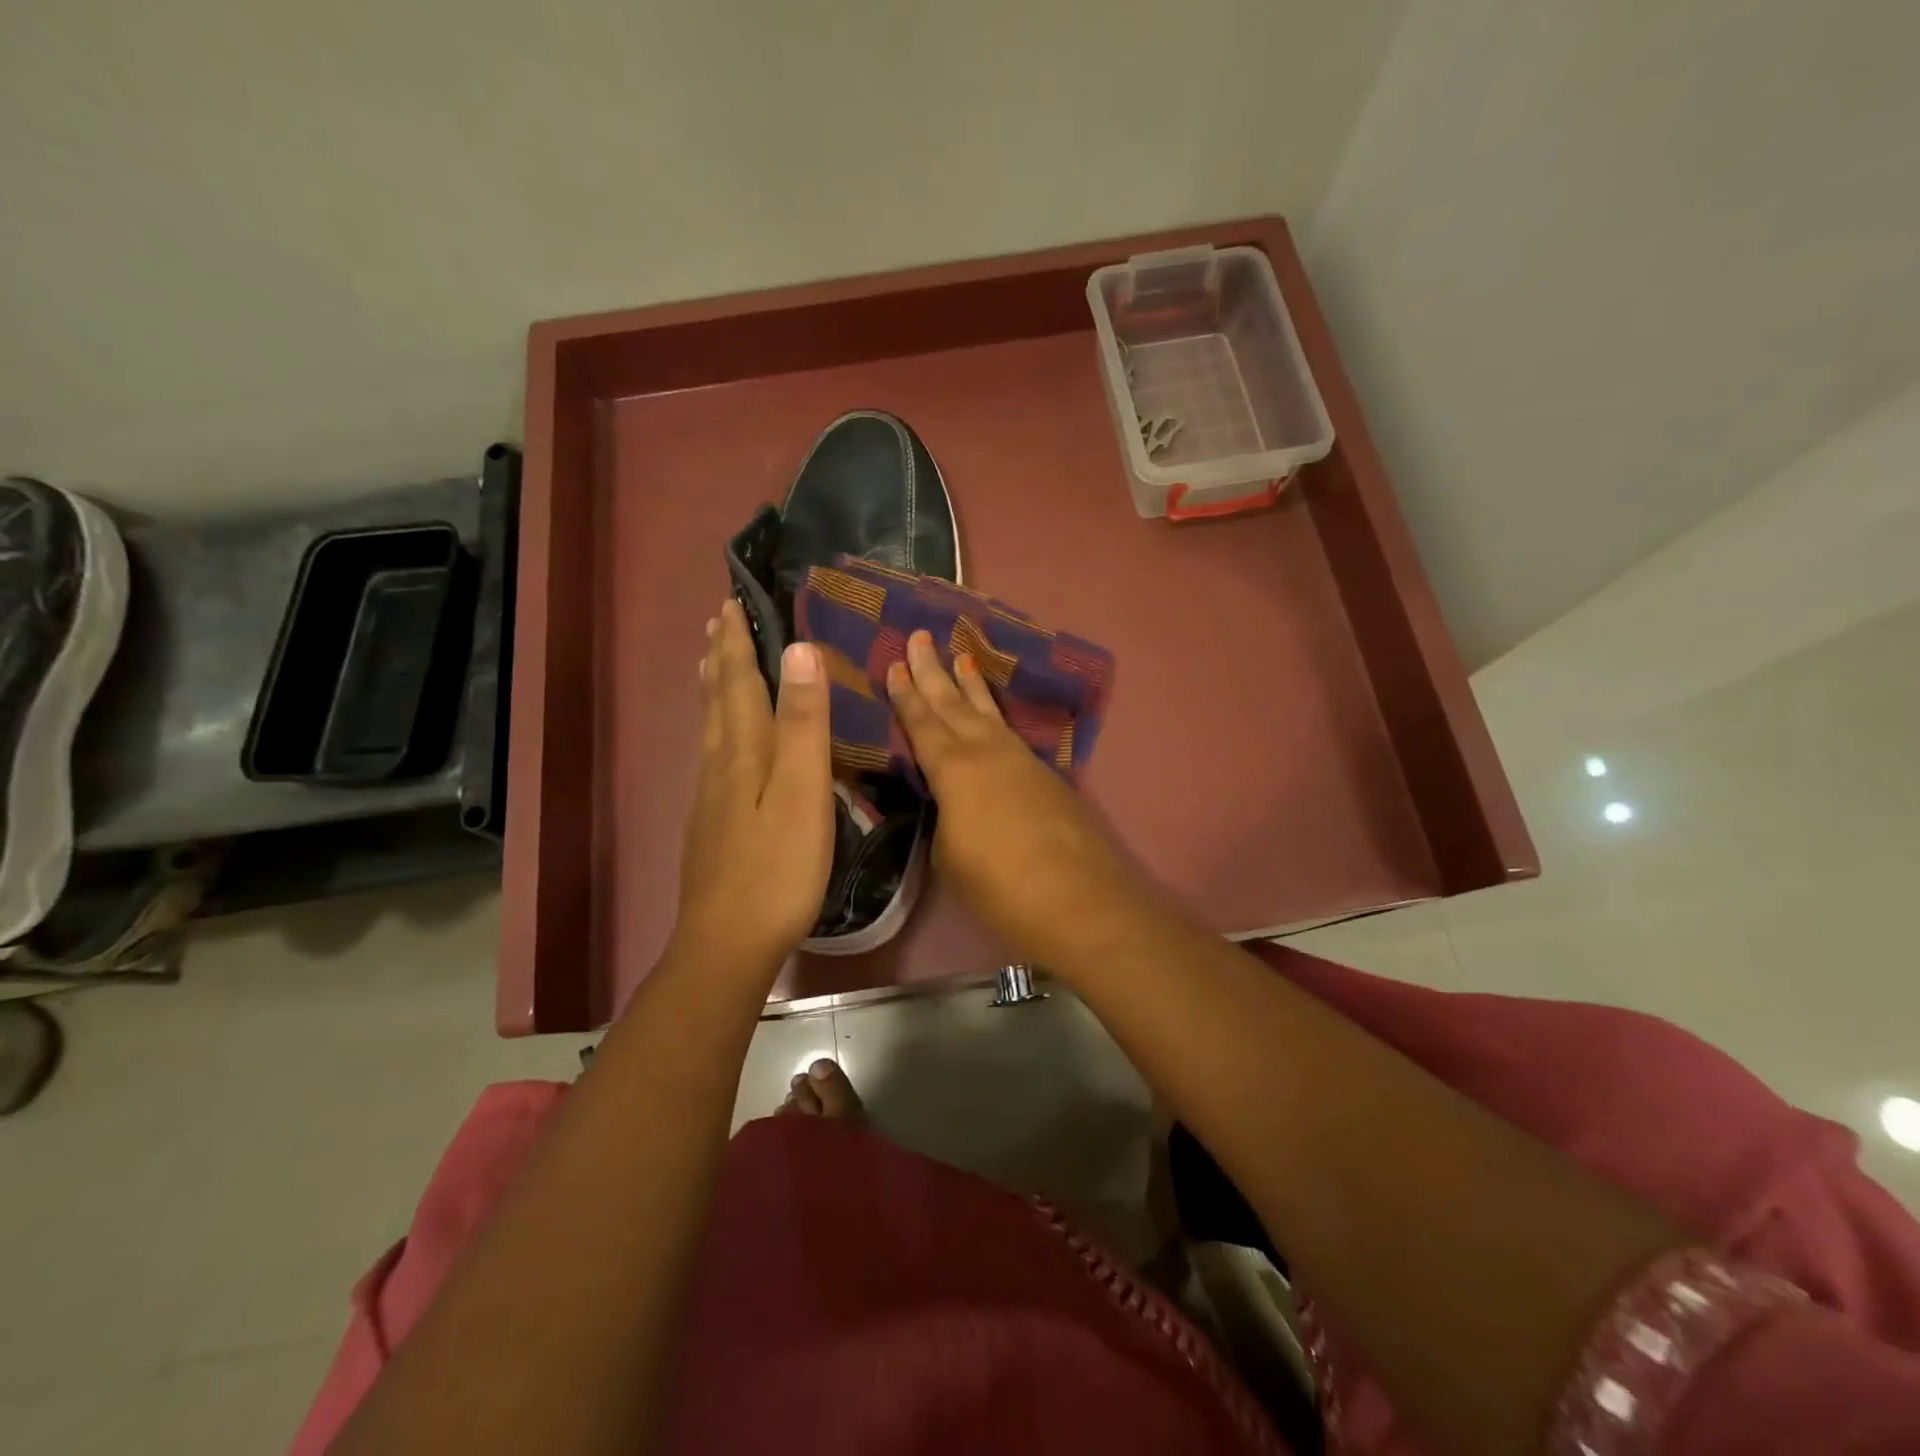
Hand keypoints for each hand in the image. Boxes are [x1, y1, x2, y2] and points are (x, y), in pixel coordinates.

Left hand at [670, 599, 833, 978]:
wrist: (728, 941)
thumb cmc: (778, 867)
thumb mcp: (802, 792)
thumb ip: (803, 724)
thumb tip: (798, 651)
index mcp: (743, 752)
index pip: (740, 683)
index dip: (738, 644)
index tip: (732, 604)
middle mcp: (720, 766)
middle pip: (718, 701)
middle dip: (721, 659)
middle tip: (717, 623)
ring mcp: (711, 798)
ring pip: (711, 730)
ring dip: (715, 690)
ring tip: (713, 665)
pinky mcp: (711, 825)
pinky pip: (713, 756)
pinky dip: (717, 729)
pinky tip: (722, 744)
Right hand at [885, 630, 1153, 971]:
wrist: (1079, 900)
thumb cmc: (1001, 885)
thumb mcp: (951, 856)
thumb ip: (946, 820)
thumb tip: (952, 807)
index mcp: (954, 769)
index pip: (922, 723)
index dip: (906, 694)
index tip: (896, 663)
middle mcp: (987, 752)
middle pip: (954, 703)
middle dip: (934, 670)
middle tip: (920, 635)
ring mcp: (1022, 761)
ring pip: (989, 712)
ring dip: (971, 684)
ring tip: (961, 654)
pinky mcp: (1047, 777)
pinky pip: (1011, 733)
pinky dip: (996, 716)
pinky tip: (993, 716)